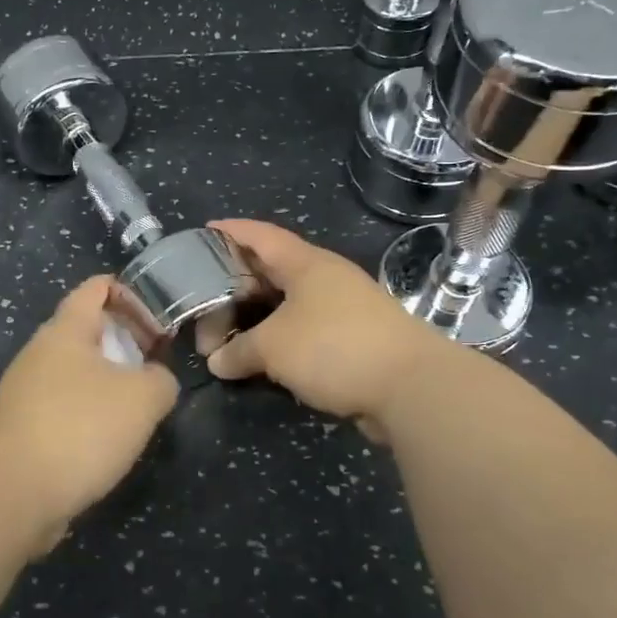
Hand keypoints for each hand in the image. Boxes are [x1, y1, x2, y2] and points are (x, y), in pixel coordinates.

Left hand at [0, 276, 179, 541]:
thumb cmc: (80, 429)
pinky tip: (106, 442)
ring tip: (137, 409)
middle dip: (124, 343)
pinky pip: (62, 406)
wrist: (12, 493)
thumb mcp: (143, 398)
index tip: (159, 326)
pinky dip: (87, 413)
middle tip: (154, 369)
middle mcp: (39, 353)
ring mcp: (25, 391)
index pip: (96, 288)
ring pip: (74, 371)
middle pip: (86, 330)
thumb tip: (155, 382)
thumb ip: (161, 380)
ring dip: (108, 382)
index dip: (132, 296)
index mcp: (65, 330)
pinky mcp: (20, 428)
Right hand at [200, 219, 451, 440]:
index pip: (261, 236)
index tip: (204, 230)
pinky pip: (304, 332)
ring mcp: (343, 310)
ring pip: (288, 305)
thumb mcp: (274, 346)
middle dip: (236, 284)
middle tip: (204, 300)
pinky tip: (261, 358)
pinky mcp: (354, 340)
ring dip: (257, 317)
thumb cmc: (335, 347)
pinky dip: (279, 340)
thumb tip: (217, 362)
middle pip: (272, 271)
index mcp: (307, 264)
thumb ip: (239, 350)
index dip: (231, 231)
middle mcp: (326, 279)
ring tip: (227, 332)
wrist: (412, 387)